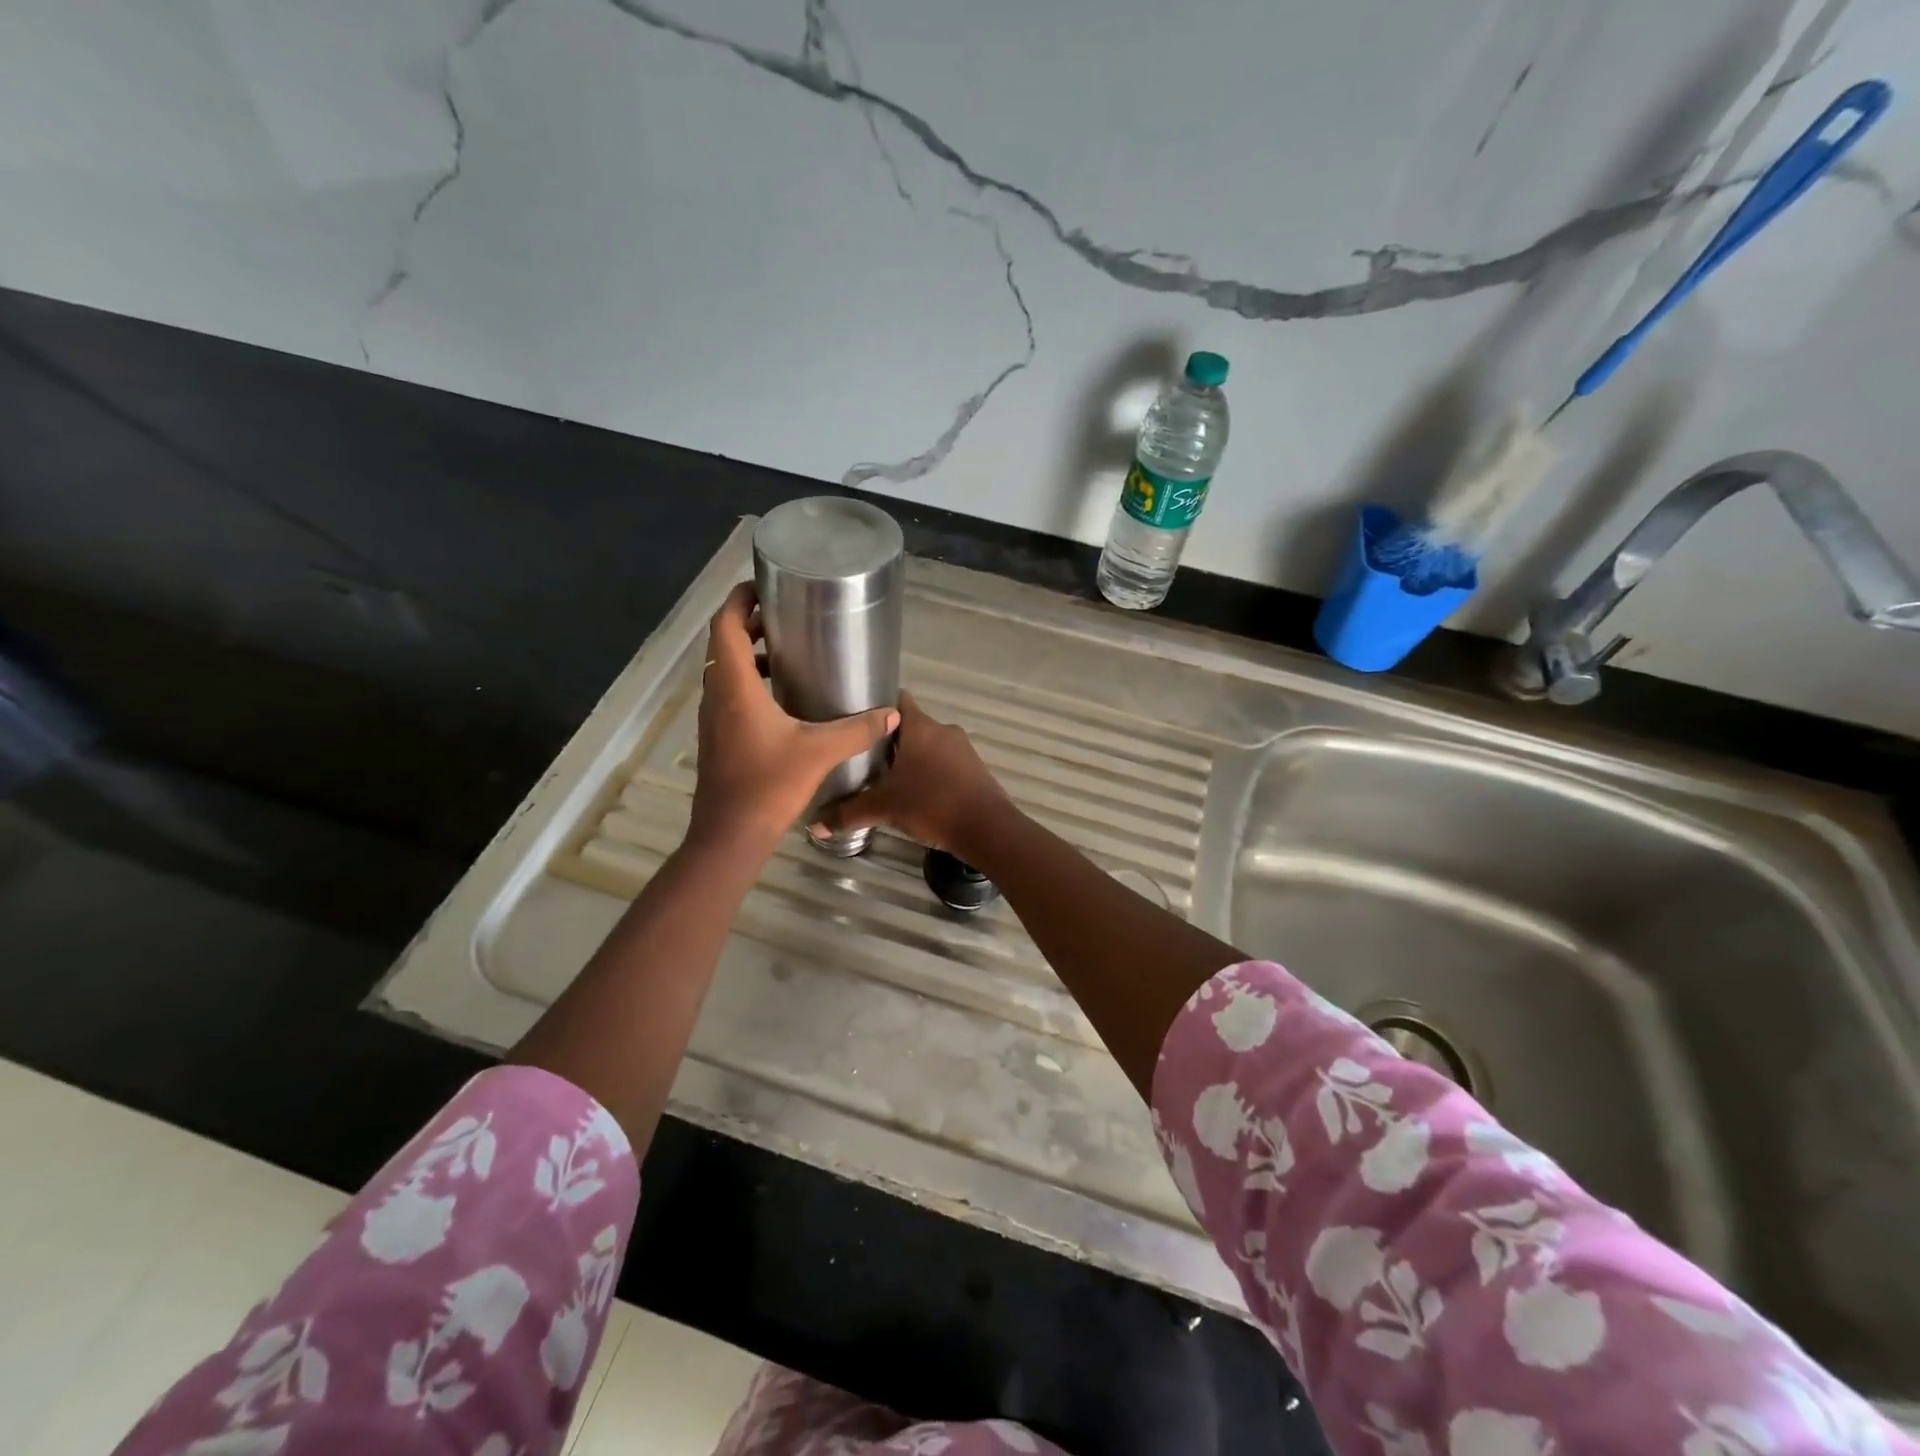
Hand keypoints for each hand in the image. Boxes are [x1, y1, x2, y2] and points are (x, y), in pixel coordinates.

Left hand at [690, 583, 899, 852]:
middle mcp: (717, 694)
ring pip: (725, 669)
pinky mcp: (718, 736)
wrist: (730, 834)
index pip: (725, 624)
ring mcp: (713, 717)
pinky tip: (783, 697)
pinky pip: (729, 692)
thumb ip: (857, 729)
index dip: (740, 599)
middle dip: (750, 622)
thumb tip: (892, 713)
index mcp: (734, 685)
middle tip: (786, 614)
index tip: (766, 587)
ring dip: (750, 653)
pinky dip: (750, 680)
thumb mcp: (819, 752)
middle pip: (724, 642)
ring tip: (788, 650)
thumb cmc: (768, 784)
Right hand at [814, 691, 1010, 855]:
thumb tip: (814, 825)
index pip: (896, 701)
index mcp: (920, 727)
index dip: (876, 706)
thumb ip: (849, 813)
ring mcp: (963, 748)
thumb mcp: (884, 808)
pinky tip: (917, 792)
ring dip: (912, 758)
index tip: (856, 718)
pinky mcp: (975, 768)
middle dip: (889, 740)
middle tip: (863, 756)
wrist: (987, 828)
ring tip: (887, 777)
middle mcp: (943, 730)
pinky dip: (931, 772)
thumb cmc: (932, 804)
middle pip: (910, 727)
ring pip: (929, 746)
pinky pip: (946, 763)